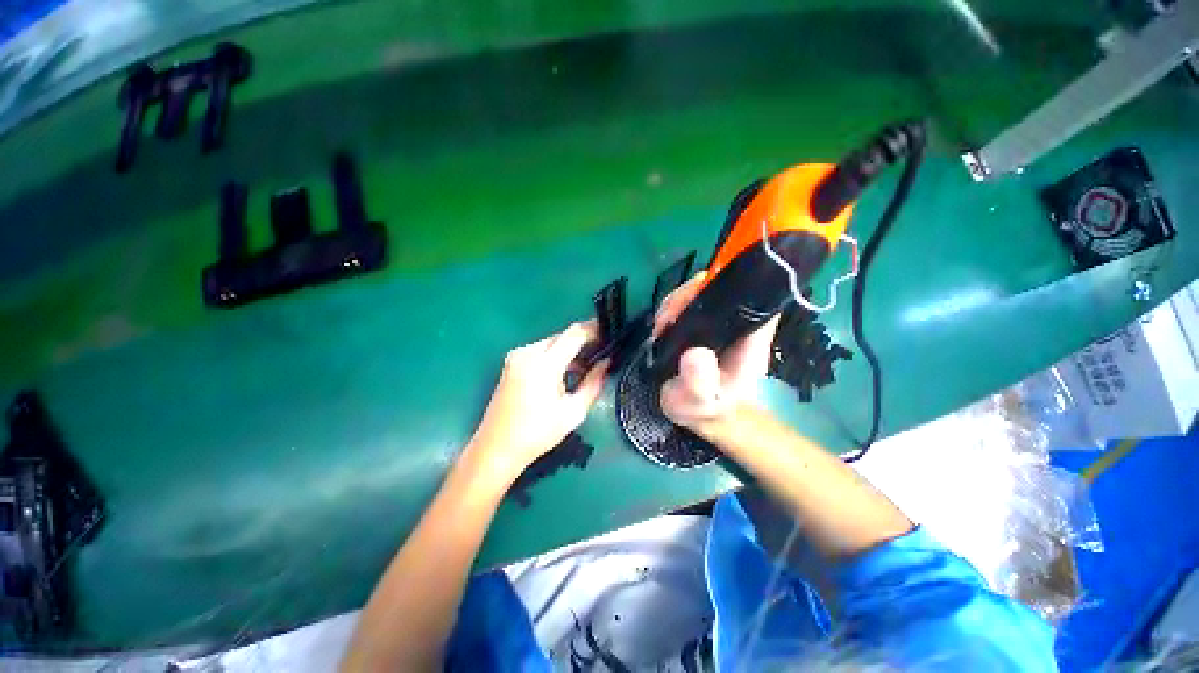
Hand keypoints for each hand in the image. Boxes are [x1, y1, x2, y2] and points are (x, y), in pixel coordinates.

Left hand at [467, 321, 607, 483]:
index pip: (574, 334)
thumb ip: (593, 383)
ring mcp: (517, 356)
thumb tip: (606, 363)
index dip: (594, 329)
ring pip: (552, 342)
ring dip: (569, 350)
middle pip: (562, 336)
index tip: (609, 335)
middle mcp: (528, 352)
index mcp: (543, 364)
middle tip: (602, 354)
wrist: (496, 448)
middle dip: (583, 341)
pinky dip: (556, 356)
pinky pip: (540, 350)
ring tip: (586, 367)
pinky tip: (565, 372)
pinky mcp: (512, 362)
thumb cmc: (537, 433)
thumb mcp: (573, 412)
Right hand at [652, 272, 778, 431]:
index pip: (751, 295)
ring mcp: (715, 324)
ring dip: (676, 302)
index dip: (729, 284)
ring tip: (661, 324)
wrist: (705, 417)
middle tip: (667, 317)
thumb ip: (700, 383)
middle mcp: (735, 323)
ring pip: (698, 296)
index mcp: (749, 335)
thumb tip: (694, 353)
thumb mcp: (704, 402)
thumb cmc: (711, 410)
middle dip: (689, 294)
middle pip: (718, 289)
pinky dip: (669, 311)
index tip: (697, 291)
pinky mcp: (698, 327)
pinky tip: (660, 326)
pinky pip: (684, 308)